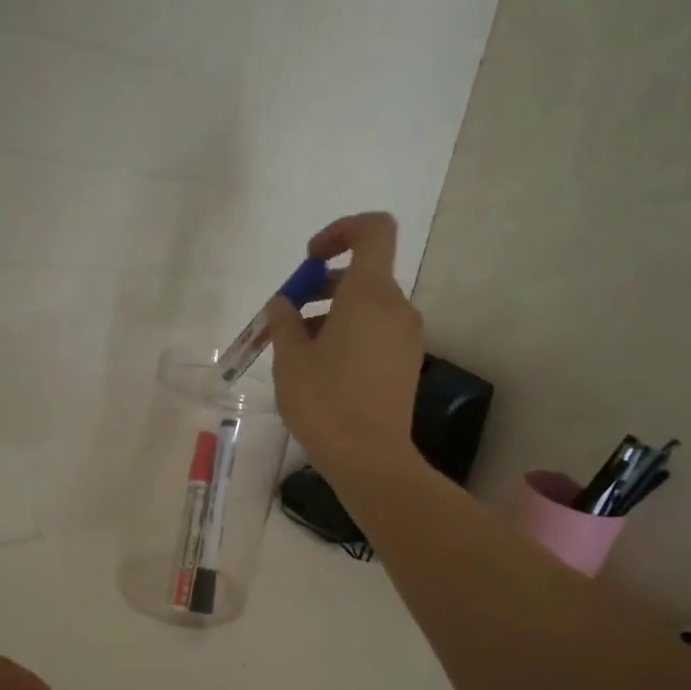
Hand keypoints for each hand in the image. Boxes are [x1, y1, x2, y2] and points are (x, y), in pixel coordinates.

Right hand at [265, 212, 425, 477]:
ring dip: (332, 313)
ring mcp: (406, 338)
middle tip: (289, 316)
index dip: (341, 230)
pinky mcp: (406, 364)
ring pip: (368, 306)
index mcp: (370, 294)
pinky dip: (349, 334)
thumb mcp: (290, 359)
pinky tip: (321, 369)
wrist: (370, 459)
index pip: (373, 230)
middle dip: (323, 284)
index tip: (310, 259)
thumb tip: (284, 304)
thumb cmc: (325, 402)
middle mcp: (397, 308)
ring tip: (298, 350)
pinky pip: (377, 332)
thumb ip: (284, 321)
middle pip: (364, 273)